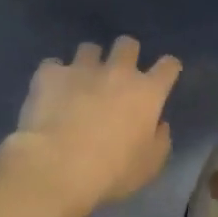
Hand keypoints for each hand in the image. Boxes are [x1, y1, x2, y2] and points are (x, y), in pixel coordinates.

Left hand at [12, 38, 181, 210]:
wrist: (57, 166)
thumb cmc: (111, 172)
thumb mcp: (149, 166)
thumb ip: (160, 141)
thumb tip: (159, 125)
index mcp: (147, 92)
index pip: (168, 66)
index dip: (168, 68)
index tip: (165, 75)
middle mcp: (117, 72)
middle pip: (128, 44)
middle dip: (126, 54)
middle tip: (119, 74)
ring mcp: (81, 69)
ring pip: (89, 48)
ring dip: (89, 62)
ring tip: (81, 80)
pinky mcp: (50, 74)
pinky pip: (53, 64)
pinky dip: (54, 75)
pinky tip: (50, 90)